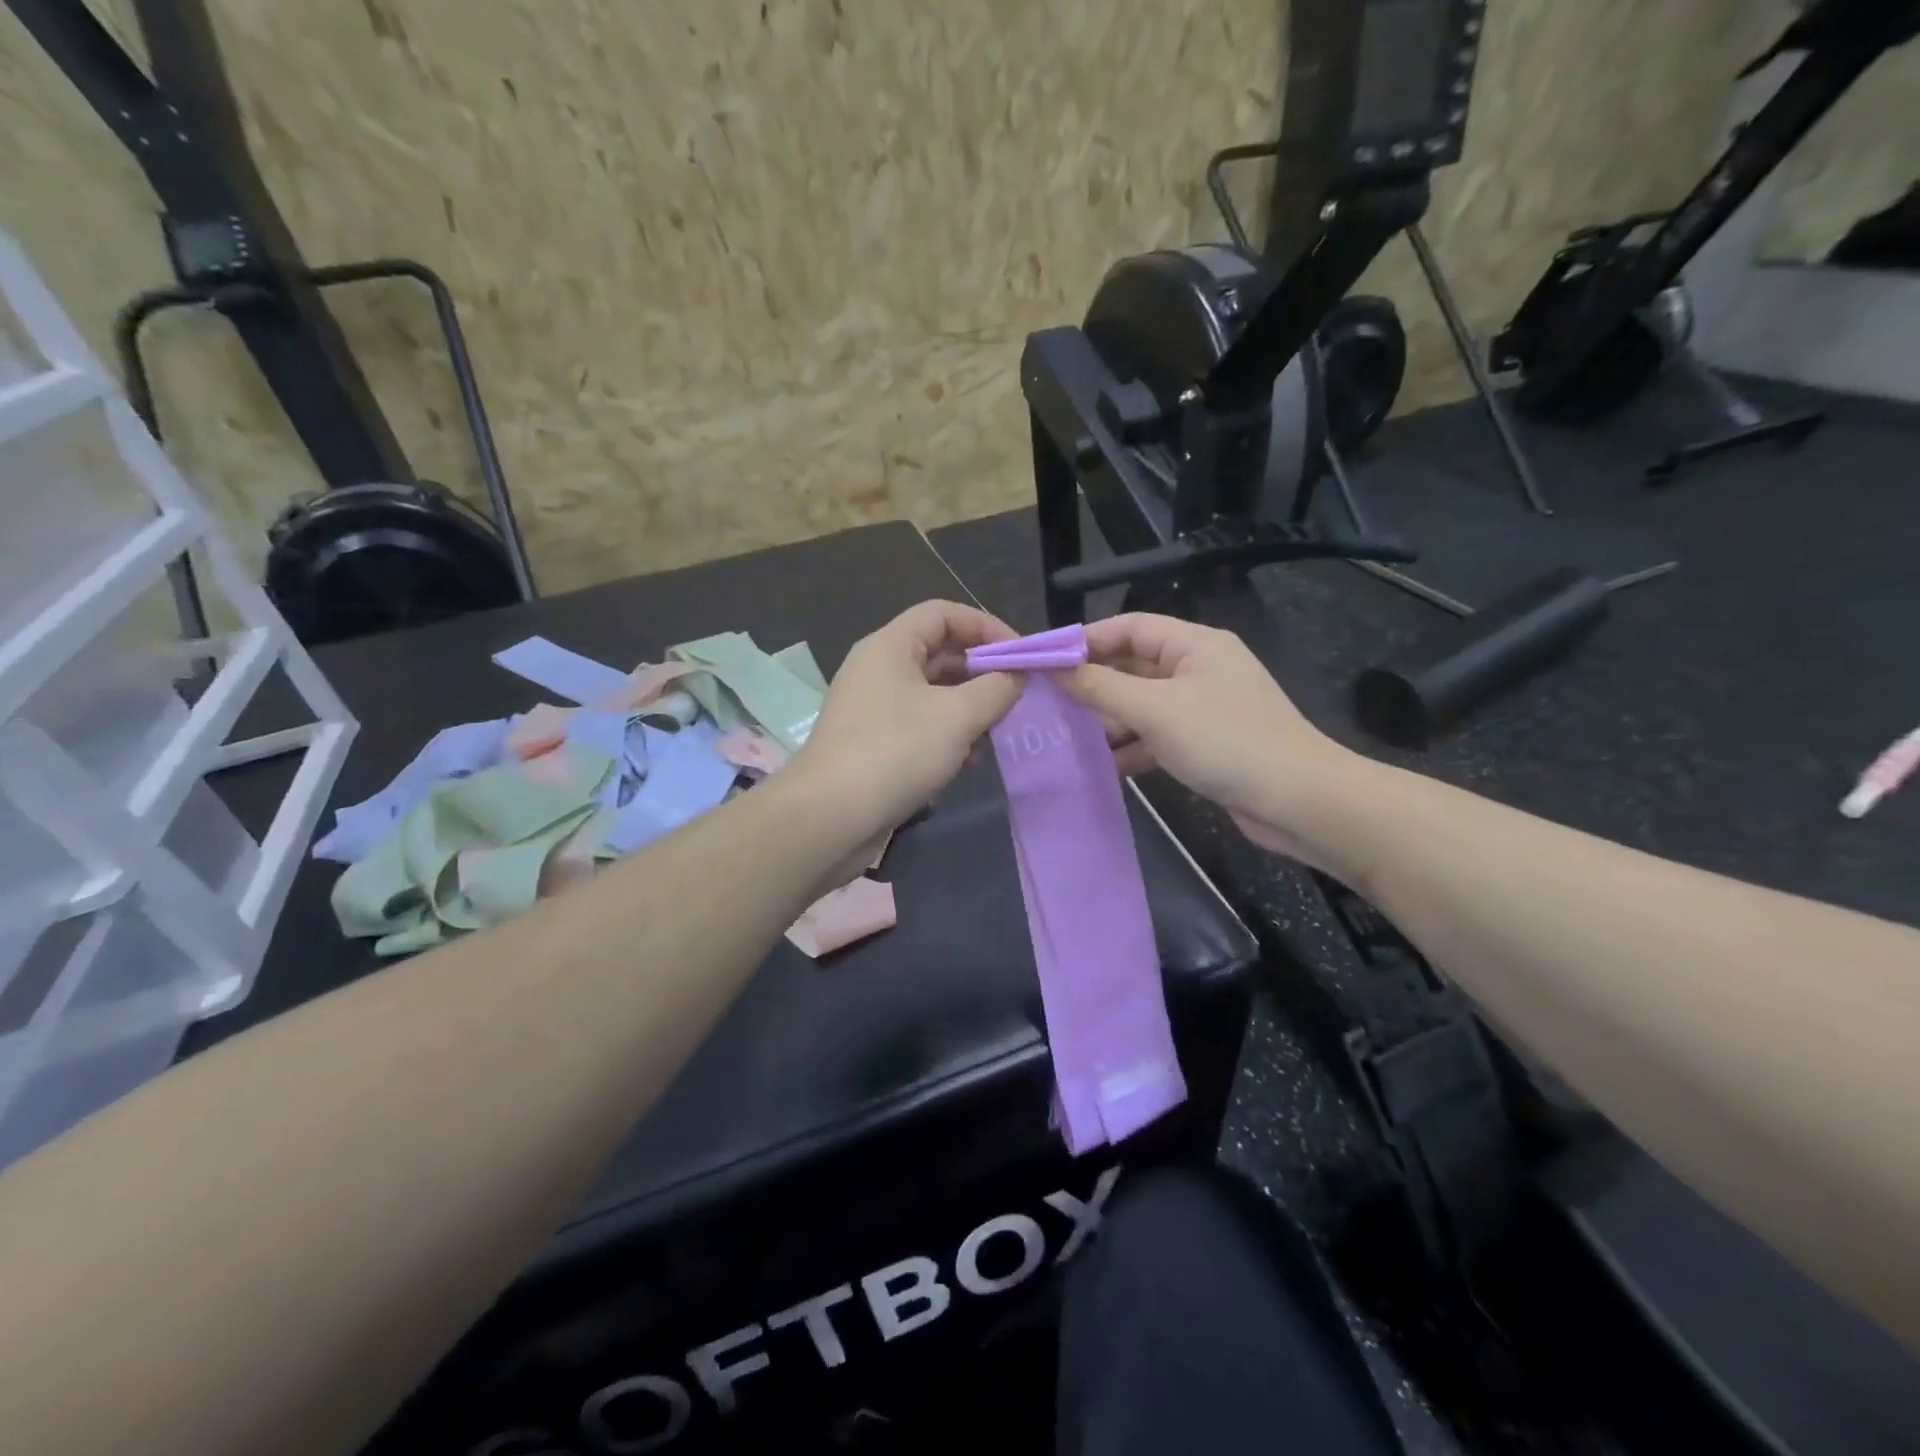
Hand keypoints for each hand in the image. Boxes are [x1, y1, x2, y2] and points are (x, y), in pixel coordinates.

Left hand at [793, 600, 1022, 840]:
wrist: (829, 817)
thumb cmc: (896, 752)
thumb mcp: (958, 716)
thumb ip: (996, 689)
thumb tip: (1015, 677)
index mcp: (890, 646)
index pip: (943, 613)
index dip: (986, 626)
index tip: (1020, 656)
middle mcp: (878, 669)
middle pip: (940, 653)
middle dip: (981, 673)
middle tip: (1015, 698)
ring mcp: (873, 708)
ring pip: (933, 693)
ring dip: (968, 709)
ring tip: (993, 734)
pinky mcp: (874, 743)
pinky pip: (920, 725)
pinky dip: (947, 735)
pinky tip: (966, 762)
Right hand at [1061, 613, 1368, 863]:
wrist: (1299, 802)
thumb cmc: (1225, 741)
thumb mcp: (1155, 710)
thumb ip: (1100, 687)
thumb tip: (1053, 667)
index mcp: (1195, 644)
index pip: (1130, 626)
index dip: (1086, 640)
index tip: (1045, 660)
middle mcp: (1199, 669)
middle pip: (1134, 665)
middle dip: (1094, 684)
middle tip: (1050, 703)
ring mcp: (1204, 708)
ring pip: (1143, 704)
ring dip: (1109, 720)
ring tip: (1066, 738)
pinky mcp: (1206, 743)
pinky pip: (1157, 736)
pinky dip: (1132, 747)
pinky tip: (1102, 767)